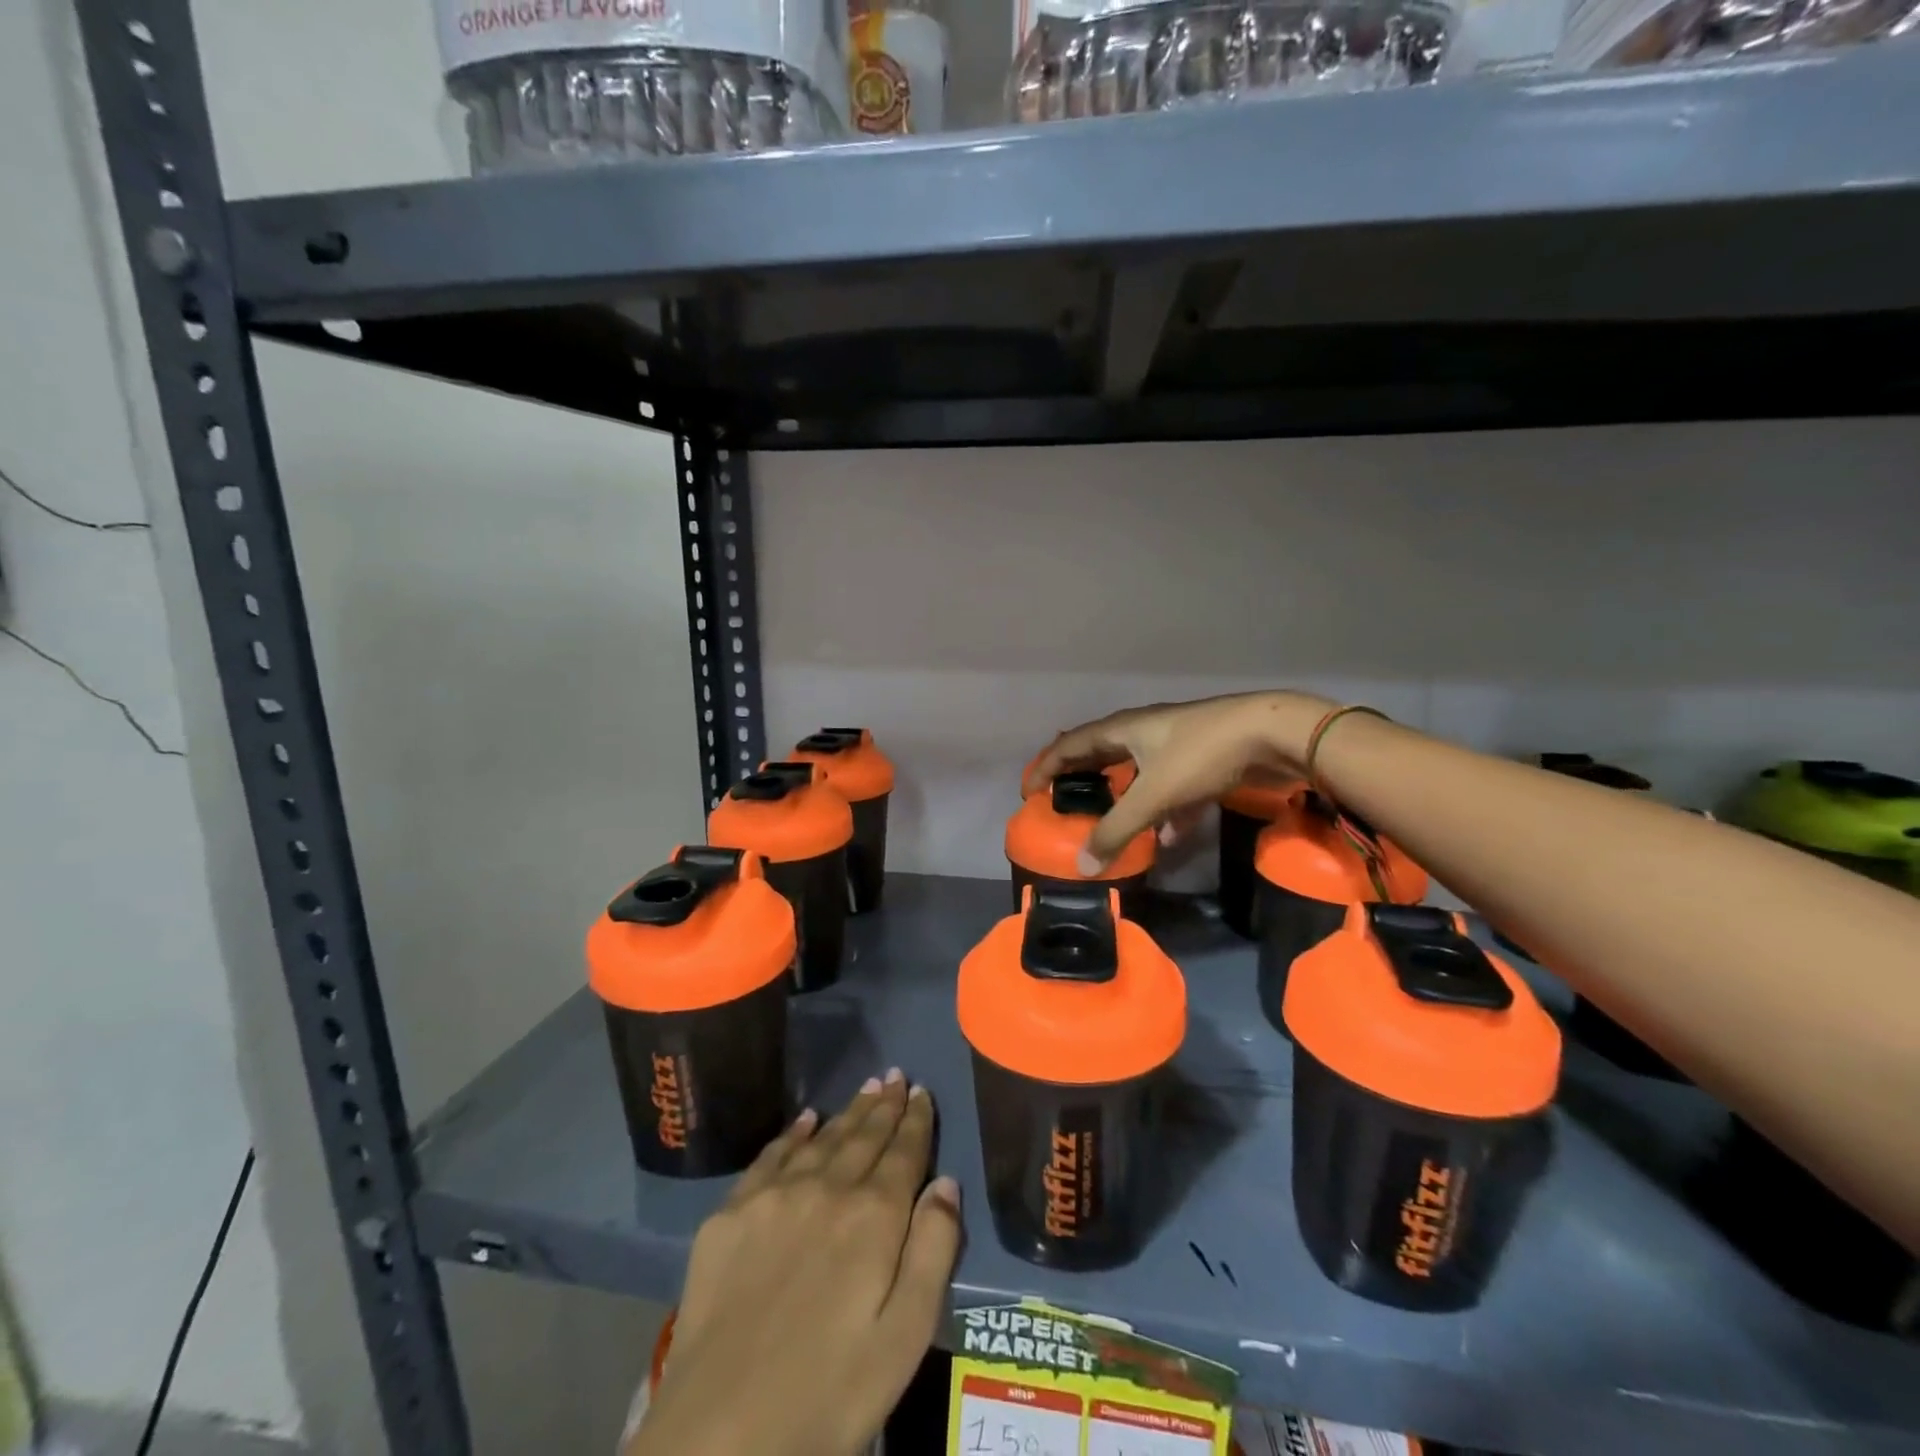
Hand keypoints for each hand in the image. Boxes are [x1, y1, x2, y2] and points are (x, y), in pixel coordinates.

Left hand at [630, 1071, 961, 1455]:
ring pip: (822, 1139)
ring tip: (866, 1088)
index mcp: (873, 1217)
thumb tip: (945, 1182)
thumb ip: (933, 1252)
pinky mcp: (729, 1215)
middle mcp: (826, 1189)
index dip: (916, 1120)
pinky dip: (793, 1134)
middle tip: (896, 1076)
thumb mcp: (904, 1339)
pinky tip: (805, 1120)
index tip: (921, 1091)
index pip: (903, 1152)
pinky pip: (770, 1156)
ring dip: (847, 1112)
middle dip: (884, 1105)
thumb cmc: (829, 1395)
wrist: (719, 1436)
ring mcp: (773, 1197)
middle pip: (863, 1136)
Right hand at [1023, 691, 1335, 866]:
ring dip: (1121, 799)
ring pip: (1135, 774)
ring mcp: (1172, 745)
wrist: (1273, 733)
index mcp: (1122, 730)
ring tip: (1108, 825)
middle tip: (1062, 805)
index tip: (1028, 793)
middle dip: (1081, 781)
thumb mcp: (1154, 794)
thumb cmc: (1202, 754)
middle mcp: (1142, 732)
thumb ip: (1118, 830)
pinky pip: (1167, 788)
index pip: (1070, 746)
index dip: (1045, 767)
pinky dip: (1160, 811)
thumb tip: (1084, 866)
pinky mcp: (1199, 761)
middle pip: (1100, 756)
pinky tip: (1166, 837)